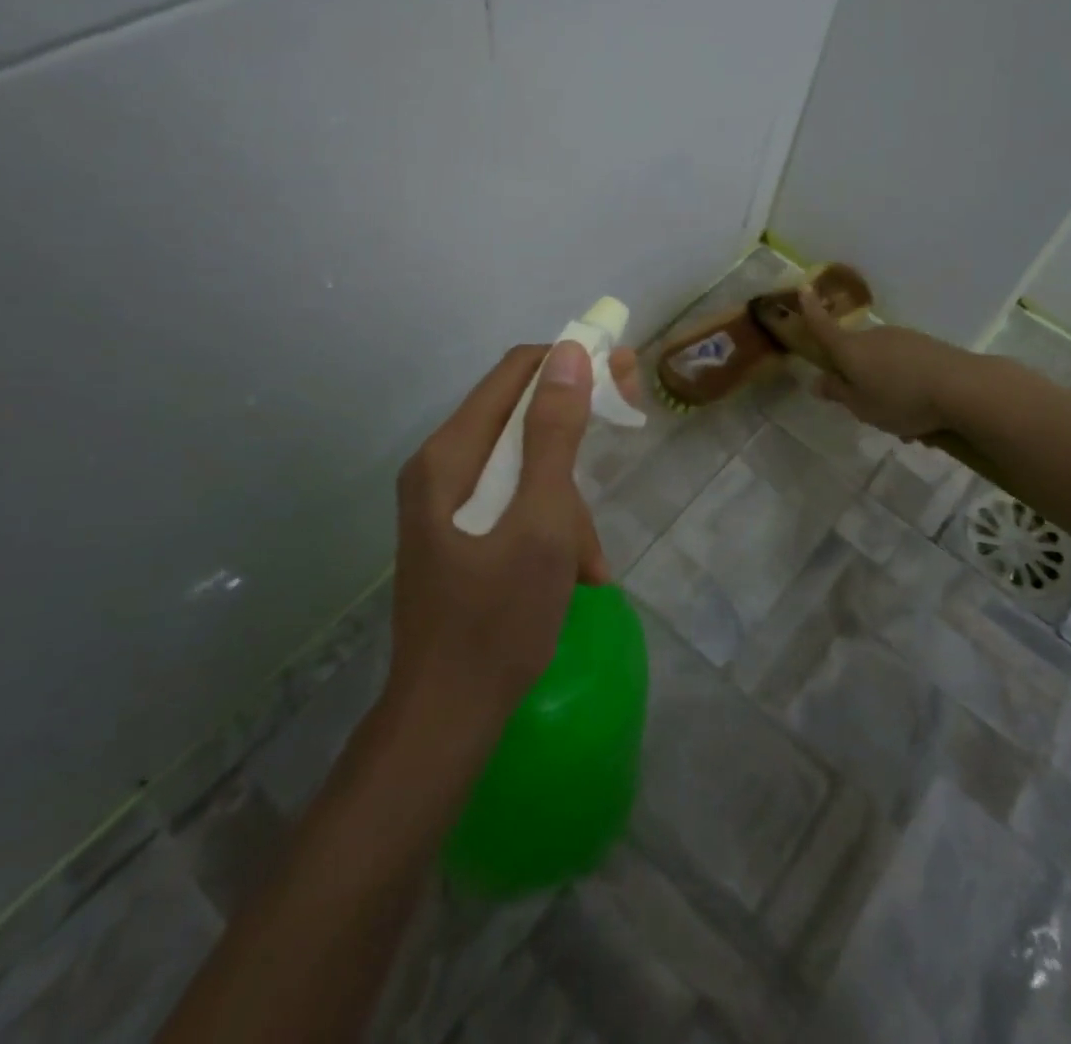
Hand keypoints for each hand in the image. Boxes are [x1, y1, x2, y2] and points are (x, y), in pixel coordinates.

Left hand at [386, 341, 637, 731]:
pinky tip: (575, 575)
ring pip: (524, 469)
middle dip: (576, 434)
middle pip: (520, 418)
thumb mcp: (541, 522)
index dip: (572, 362)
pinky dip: (549, 528)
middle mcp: (441, 467)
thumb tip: (571, 352)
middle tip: (629, 427)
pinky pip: (514, 506)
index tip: (624, 372)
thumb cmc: (498, 618)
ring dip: (566, 503)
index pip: (516, 372)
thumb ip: (555, 434)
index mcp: (451, 453)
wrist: (446, 718)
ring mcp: (446, 504)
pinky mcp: (458, 535)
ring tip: (589, 562)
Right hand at [797, 286, 965, 438]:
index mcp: (850, 350)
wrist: (962, 387)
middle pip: (855, 352)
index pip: (823, 327)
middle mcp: (873, 336)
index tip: (803, 289)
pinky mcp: (926, 345)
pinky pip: (905, 365)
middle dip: (856, 374)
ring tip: (902, 420)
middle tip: (866, 407)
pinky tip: (922, 410)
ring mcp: (902, 338)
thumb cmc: (901, 399)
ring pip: (882, 361)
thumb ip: (838, 393)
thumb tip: (817, 381)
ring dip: (885, 384)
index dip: (810, 310)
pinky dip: (906, 383)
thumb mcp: (862, 407)